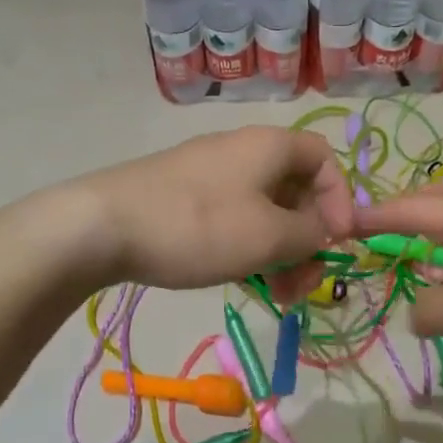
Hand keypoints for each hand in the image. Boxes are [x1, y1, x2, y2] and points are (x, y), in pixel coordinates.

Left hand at [73, 127, 353, 295]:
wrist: (102, 226)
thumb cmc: (198, 226)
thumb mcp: (268, 236)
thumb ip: (311, 234)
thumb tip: (325, 230)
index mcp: (269, 147)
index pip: (324, 160)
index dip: (340, 200)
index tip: (337, 242)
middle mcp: (243, 151)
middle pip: (295, 189)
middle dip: (308, 238)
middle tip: (304, 283)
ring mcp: (210, 174)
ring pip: (264, 210)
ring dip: (280, 252)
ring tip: (277, 296)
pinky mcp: (184, 197)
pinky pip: (234, 217)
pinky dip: (249, 248)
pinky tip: (244, 282)